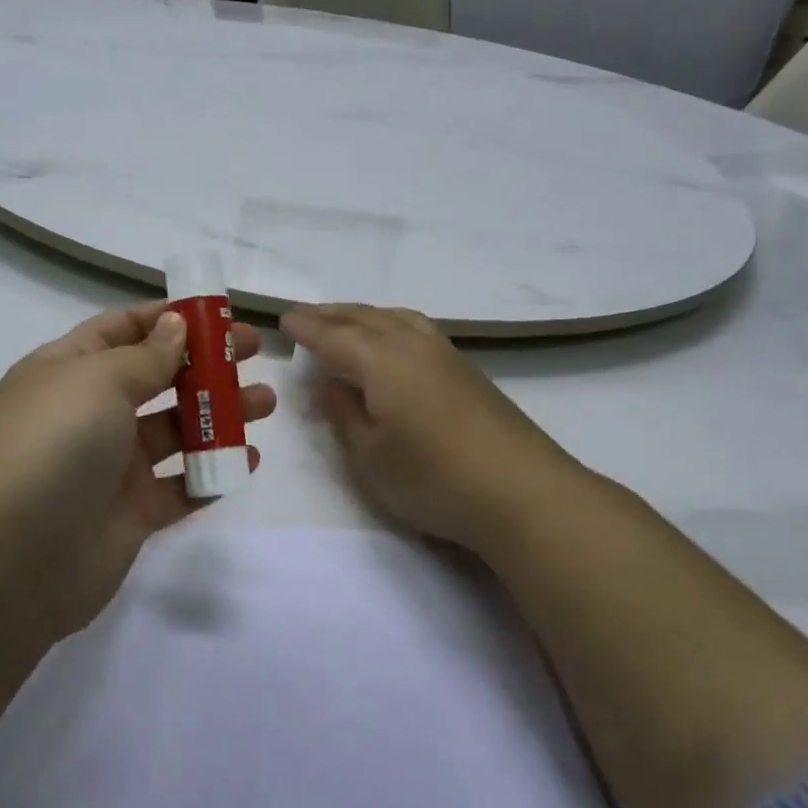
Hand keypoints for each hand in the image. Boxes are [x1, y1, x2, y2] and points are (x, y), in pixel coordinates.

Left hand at [0, 303, 275, 641]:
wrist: (5, 562)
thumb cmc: (50, 446)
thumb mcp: (97, 381)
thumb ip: (146, 356)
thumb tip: (176, 324)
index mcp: (70, 370)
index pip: (123, 330)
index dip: (169, 319)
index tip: (218, 313)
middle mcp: (90, 413)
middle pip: (157, 377)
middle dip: (205, 363)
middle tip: (254, 353)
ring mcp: (111, 466)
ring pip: (175, 431)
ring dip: (219, 414)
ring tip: (264, 404)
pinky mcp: (130, 515)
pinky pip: (180, 487)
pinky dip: (212, 474)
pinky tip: (246, 461)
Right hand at [281, 303, 586, 555]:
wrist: (523, 493)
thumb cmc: (433, 477)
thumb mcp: (370, 455)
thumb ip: (344, 414)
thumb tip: (329, 382)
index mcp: (381, 361)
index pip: (334, 335)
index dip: (306, 327)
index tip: (283, 318)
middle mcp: (412, 345)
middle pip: (365, 318)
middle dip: (331, 314)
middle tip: (305, 313)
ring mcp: (445, 355)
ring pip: (396, 318)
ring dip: (364, 314)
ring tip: (346, 320)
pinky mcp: (468, 371)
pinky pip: (416, 328)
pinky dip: (391, 323)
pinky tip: (393, 341)